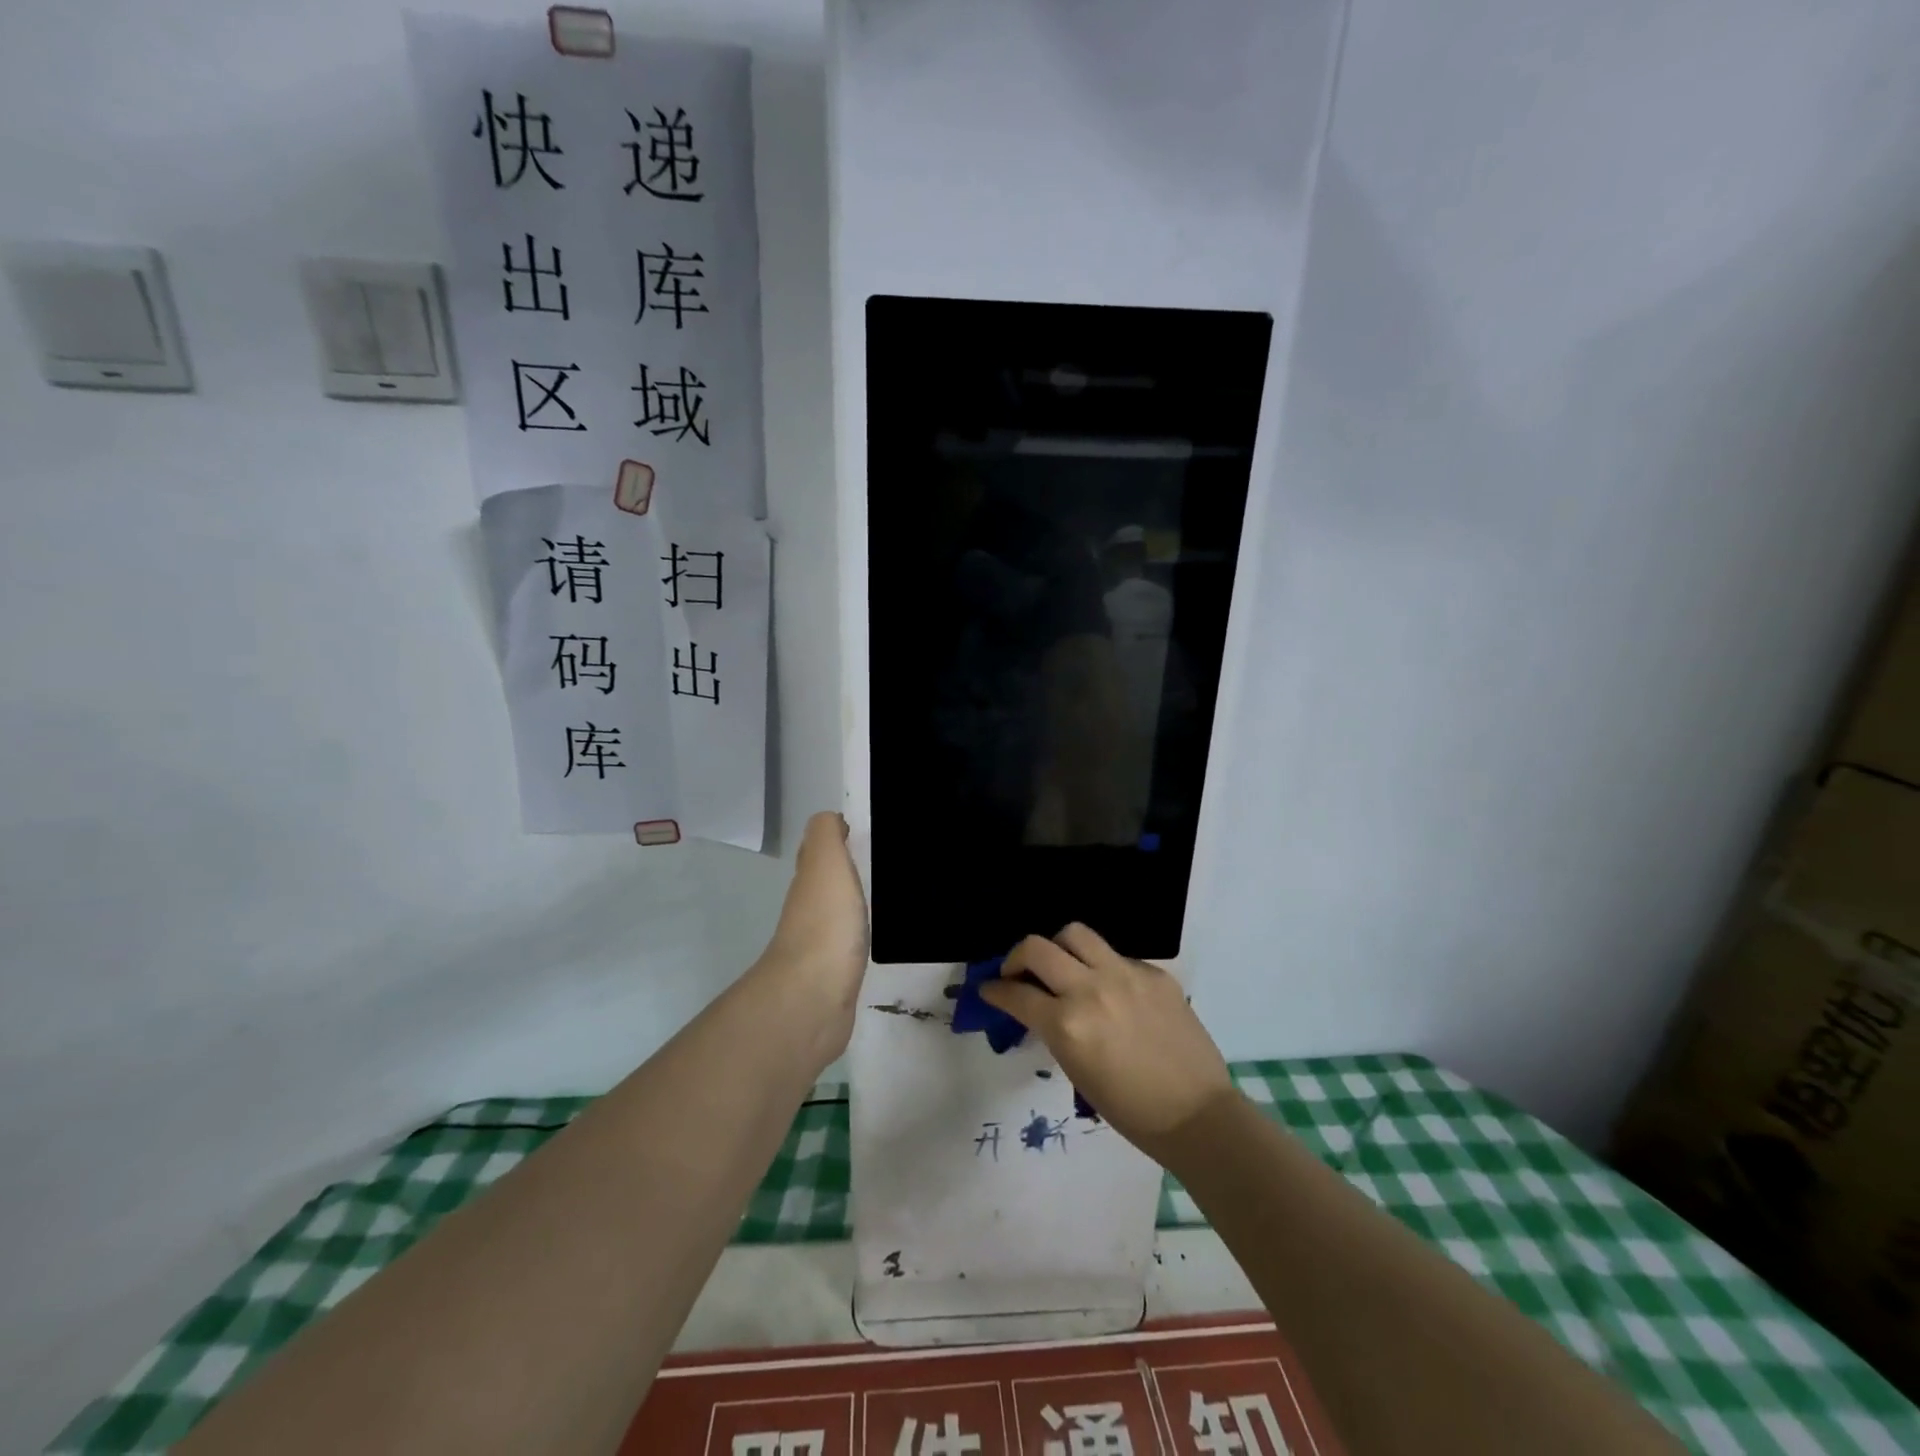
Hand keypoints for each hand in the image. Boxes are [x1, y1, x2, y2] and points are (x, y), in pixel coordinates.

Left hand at [752, 812, 869, 1073]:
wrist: (814, 999)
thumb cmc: (824, 925)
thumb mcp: (826, 864)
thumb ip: (826, 835)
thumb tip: (830, 817)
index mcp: (810, 882)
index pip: (819, 851)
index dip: (836, 837)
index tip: (866, 829)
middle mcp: (811, 910)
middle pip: (829, 883)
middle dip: (850, 869)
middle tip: (890, 860)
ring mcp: (823, 945)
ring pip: (840, 913)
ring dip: (856, 902)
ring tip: (893, 893)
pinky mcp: (838, 975)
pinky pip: (850, 945)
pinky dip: (861, 935)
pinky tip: (881, 934)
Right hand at [979, 923, 1233, 1160]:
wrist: (1196, 1115)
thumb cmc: (1130, 1111)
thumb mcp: (1076, 1070)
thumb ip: (1053, 1029)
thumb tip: (1038, 1006)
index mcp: (1067, 1024)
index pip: (1016, 993)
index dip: (995, 990)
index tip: (989, 988)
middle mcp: (1092, 989)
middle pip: (1037, 947)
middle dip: (1017, 957)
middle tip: (1018, 973)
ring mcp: (1125, 975)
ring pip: (1076, 933)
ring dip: (1059, 947)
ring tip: (1062, 966)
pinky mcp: (1154, 973)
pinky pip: (1116, 956)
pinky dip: (1102, 968)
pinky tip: (1111, 992)